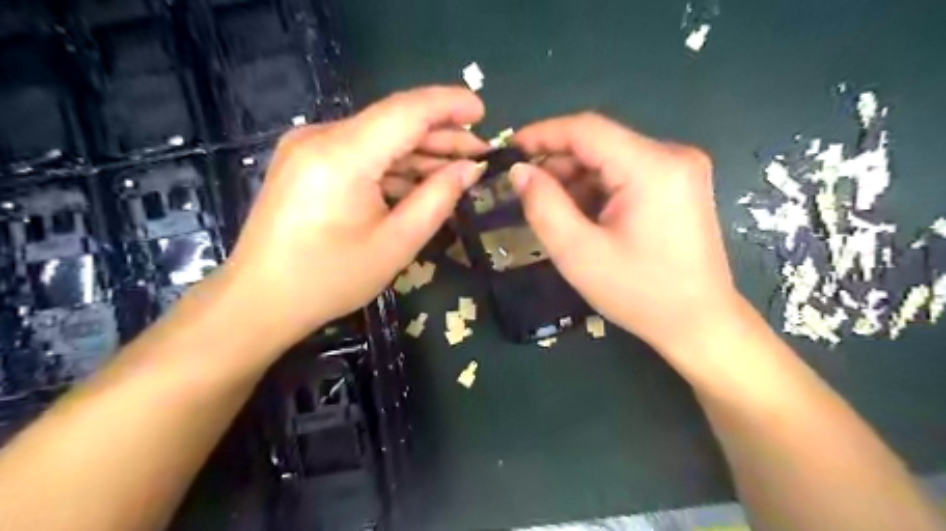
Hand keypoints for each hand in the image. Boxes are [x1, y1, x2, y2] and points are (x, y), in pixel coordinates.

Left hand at [222, 87, 487, 347]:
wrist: (260, 300)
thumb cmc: (330, 279)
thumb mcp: (396, 244)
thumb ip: (438, 199)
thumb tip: (469, 169)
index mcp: (342, 156)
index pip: (407, 111)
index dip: (449, 105)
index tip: (483, 112)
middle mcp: (320, 137)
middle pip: (393, 121)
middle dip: (440, 135)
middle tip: (479, 153)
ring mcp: (308, 147)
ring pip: (378, 137)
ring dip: (419, 152)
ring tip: (457, 169)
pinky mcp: (306, 161)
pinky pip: (360, 153)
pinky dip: (393, 165)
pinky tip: (419, 181)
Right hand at [511, 112, 737, 355]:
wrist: (699, 323)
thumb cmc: (639, 293)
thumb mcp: (578, 253)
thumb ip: (543, 206)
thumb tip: (520, 171)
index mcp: (652, 167)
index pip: (587, 129)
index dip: (543, 134)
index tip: (509, 150)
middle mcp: (673, 156)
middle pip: (600, 143)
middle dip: (559, 164)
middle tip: (528, 192)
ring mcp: (681, 169)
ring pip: (611, 159)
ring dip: (577, 179)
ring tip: (555, 211)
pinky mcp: (680, 185)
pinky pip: (627, 173)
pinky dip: (598, 189)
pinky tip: (585, 216)